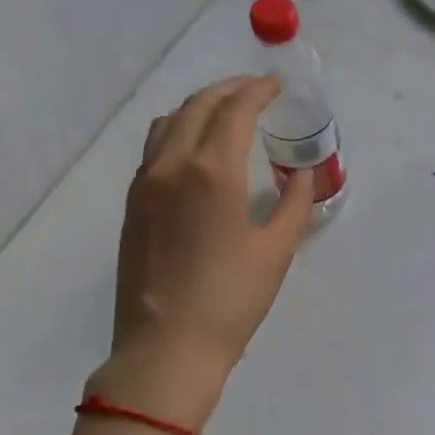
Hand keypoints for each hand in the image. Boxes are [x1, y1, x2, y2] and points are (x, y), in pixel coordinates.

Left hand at [89, 76, 312, 427]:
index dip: (258, 90)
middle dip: (230, 90)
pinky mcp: (133, 204)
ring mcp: (145, 183)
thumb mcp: (277, 251)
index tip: (277, 86)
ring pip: (168, 122)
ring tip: (227, 114)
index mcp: (213, 172)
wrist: (166, 348)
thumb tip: (300, 175)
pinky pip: (154, 147)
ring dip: (200, 106)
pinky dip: (179, 130)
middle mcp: (172, 165)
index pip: (235, 110)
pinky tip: (197, 149)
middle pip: (198, 106)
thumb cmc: (231, 300)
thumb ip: (294, 204)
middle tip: (258, 91)